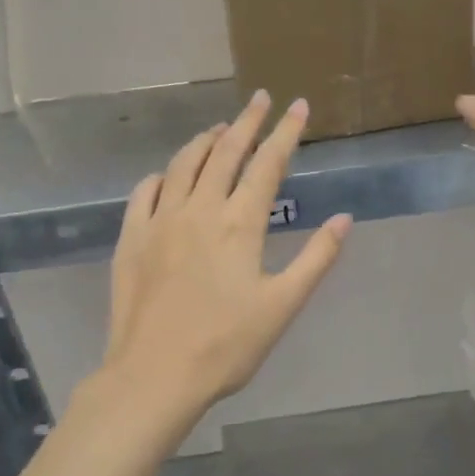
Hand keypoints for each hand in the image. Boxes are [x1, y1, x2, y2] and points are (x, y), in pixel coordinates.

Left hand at [105, 91, 350, 410]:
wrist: (154, 375)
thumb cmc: (227, 344)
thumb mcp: (283, 305)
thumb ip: (316, 258)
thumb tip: (343, 218)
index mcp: (239, 223)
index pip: (267, 163)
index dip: (286, 132)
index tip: (298, 106)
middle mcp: (198, 209)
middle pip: (225, 151)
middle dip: (247, 121)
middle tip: (260, 99)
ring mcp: (159, 221)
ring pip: (183, 164)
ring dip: (205, 140)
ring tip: (220, 128)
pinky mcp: (131, 238)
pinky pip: (145, 192)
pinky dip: (162, 174)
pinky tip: (168, 175)